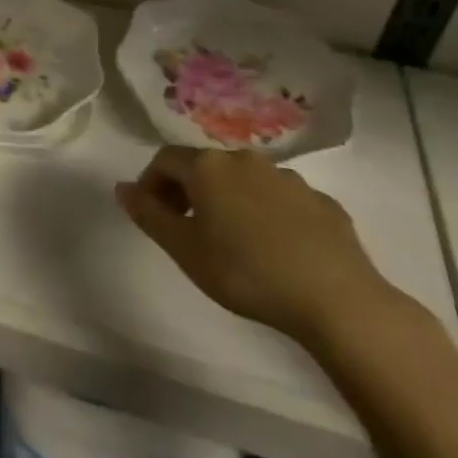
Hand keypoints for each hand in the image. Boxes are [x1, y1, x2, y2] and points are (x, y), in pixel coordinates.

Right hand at [115, 147, 399, 346]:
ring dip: (230, 200)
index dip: (151, 183)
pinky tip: (275, 248)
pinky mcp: (322, 201)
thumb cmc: (246, 272)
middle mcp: (245, 160)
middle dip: (189, 191)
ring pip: (245, 181)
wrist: (336, 298)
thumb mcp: (184, 249)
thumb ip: (149, 214)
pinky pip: (281, 199)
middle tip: (187, 228)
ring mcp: (288, 178)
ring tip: (233, 241)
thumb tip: (122, 187)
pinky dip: (268, 214)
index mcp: (208, 167)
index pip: (165, 159)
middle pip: (205, 167)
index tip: (153, 215)